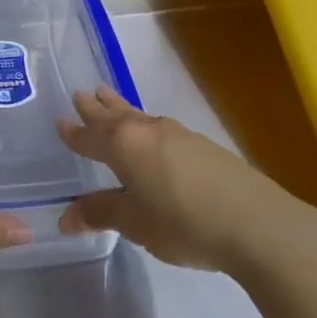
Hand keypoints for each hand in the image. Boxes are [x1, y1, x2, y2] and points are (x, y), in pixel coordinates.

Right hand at [57, 87, 316, 275]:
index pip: (91, 136)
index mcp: (124, 145)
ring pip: (141, 117)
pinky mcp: (204, 147)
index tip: (60, 120)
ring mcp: (179, 135)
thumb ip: (101, 214)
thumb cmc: (182, 222)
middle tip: (83, 93)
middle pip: (116, 116)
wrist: (256, 224)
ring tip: (111, 101)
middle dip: (98, 108)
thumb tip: (66, 216)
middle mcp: (148, 131)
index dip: (74, 132)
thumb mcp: (134, 223)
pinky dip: (145, 126)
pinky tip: (152, 135)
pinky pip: (161, 128)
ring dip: (122, 110)